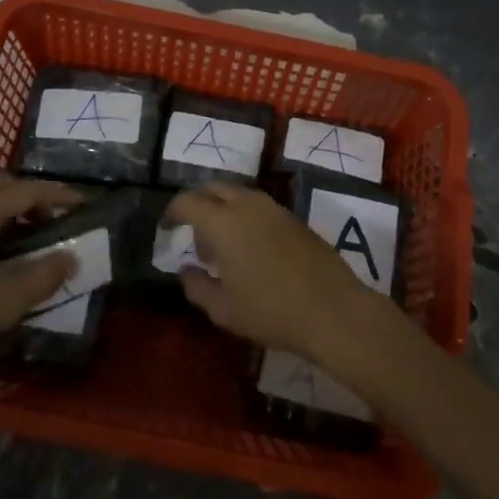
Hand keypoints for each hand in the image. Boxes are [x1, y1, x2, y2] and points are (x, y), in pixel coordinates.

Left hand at [0, 174, 83, 395]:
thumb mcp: (7, 299)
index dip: (60, 195)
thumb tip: (71, 257)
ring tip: (31, 240)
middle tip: (57, 220)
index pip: (28, 190)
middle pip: (3, 188)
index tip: (84, 203)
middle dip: (34, 198)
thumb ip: (45, 274)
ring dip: (10, 213)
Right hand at [166, 182, 389, 366]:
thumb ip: (196, 286)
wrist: (332, 309)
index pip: (188, 202)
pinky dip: (243, 214)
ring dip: (222, 208)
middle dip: (197, 203)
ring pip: (238, 193)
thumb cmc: (270, 311)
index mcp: (223, 221)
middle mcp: (247, 204)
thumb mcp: (223, 309)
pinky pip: (258, 205)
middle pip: (214, 188)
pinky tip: (248, 247)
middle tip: (192, 232)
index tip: (166, 227)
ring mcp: (274, 207)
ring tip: (220, 244)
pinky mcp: (293, 217)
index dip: (172, 212)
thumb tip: (186, 270)